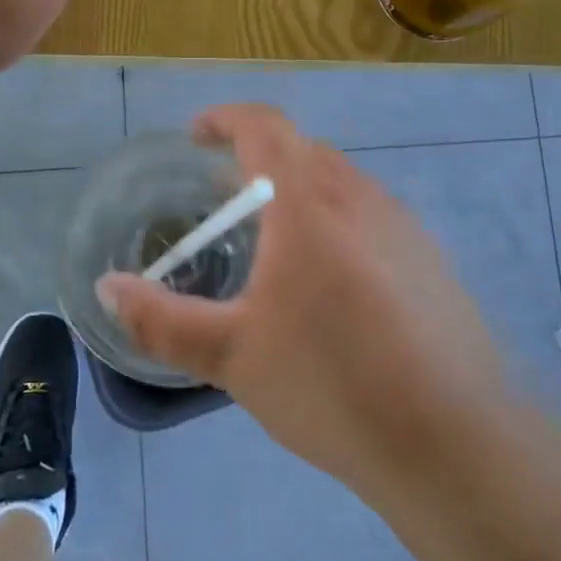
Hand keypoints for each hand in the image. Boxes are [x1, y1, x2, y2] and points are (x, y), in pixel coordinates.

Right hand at [96, 106, 508, 498]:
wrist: (454, 441)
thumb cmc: (331, 385)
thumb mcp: (232, 355)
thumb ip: (161, 320)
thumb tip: (107, 289)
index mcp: (309, 202)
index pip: (264, 127)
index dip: (226, 118)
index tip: (196, 135)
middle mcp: (360, 196)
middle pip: (302, 151)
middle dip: (257, 160)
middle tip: (223, 200)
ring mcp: (403, 226)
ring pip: (340, 183)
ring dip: (299, 191)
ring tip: (272, 242)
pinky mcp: (430, 259)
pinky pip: (370, 215)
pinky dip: (335, 221)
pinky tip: (330, 285)